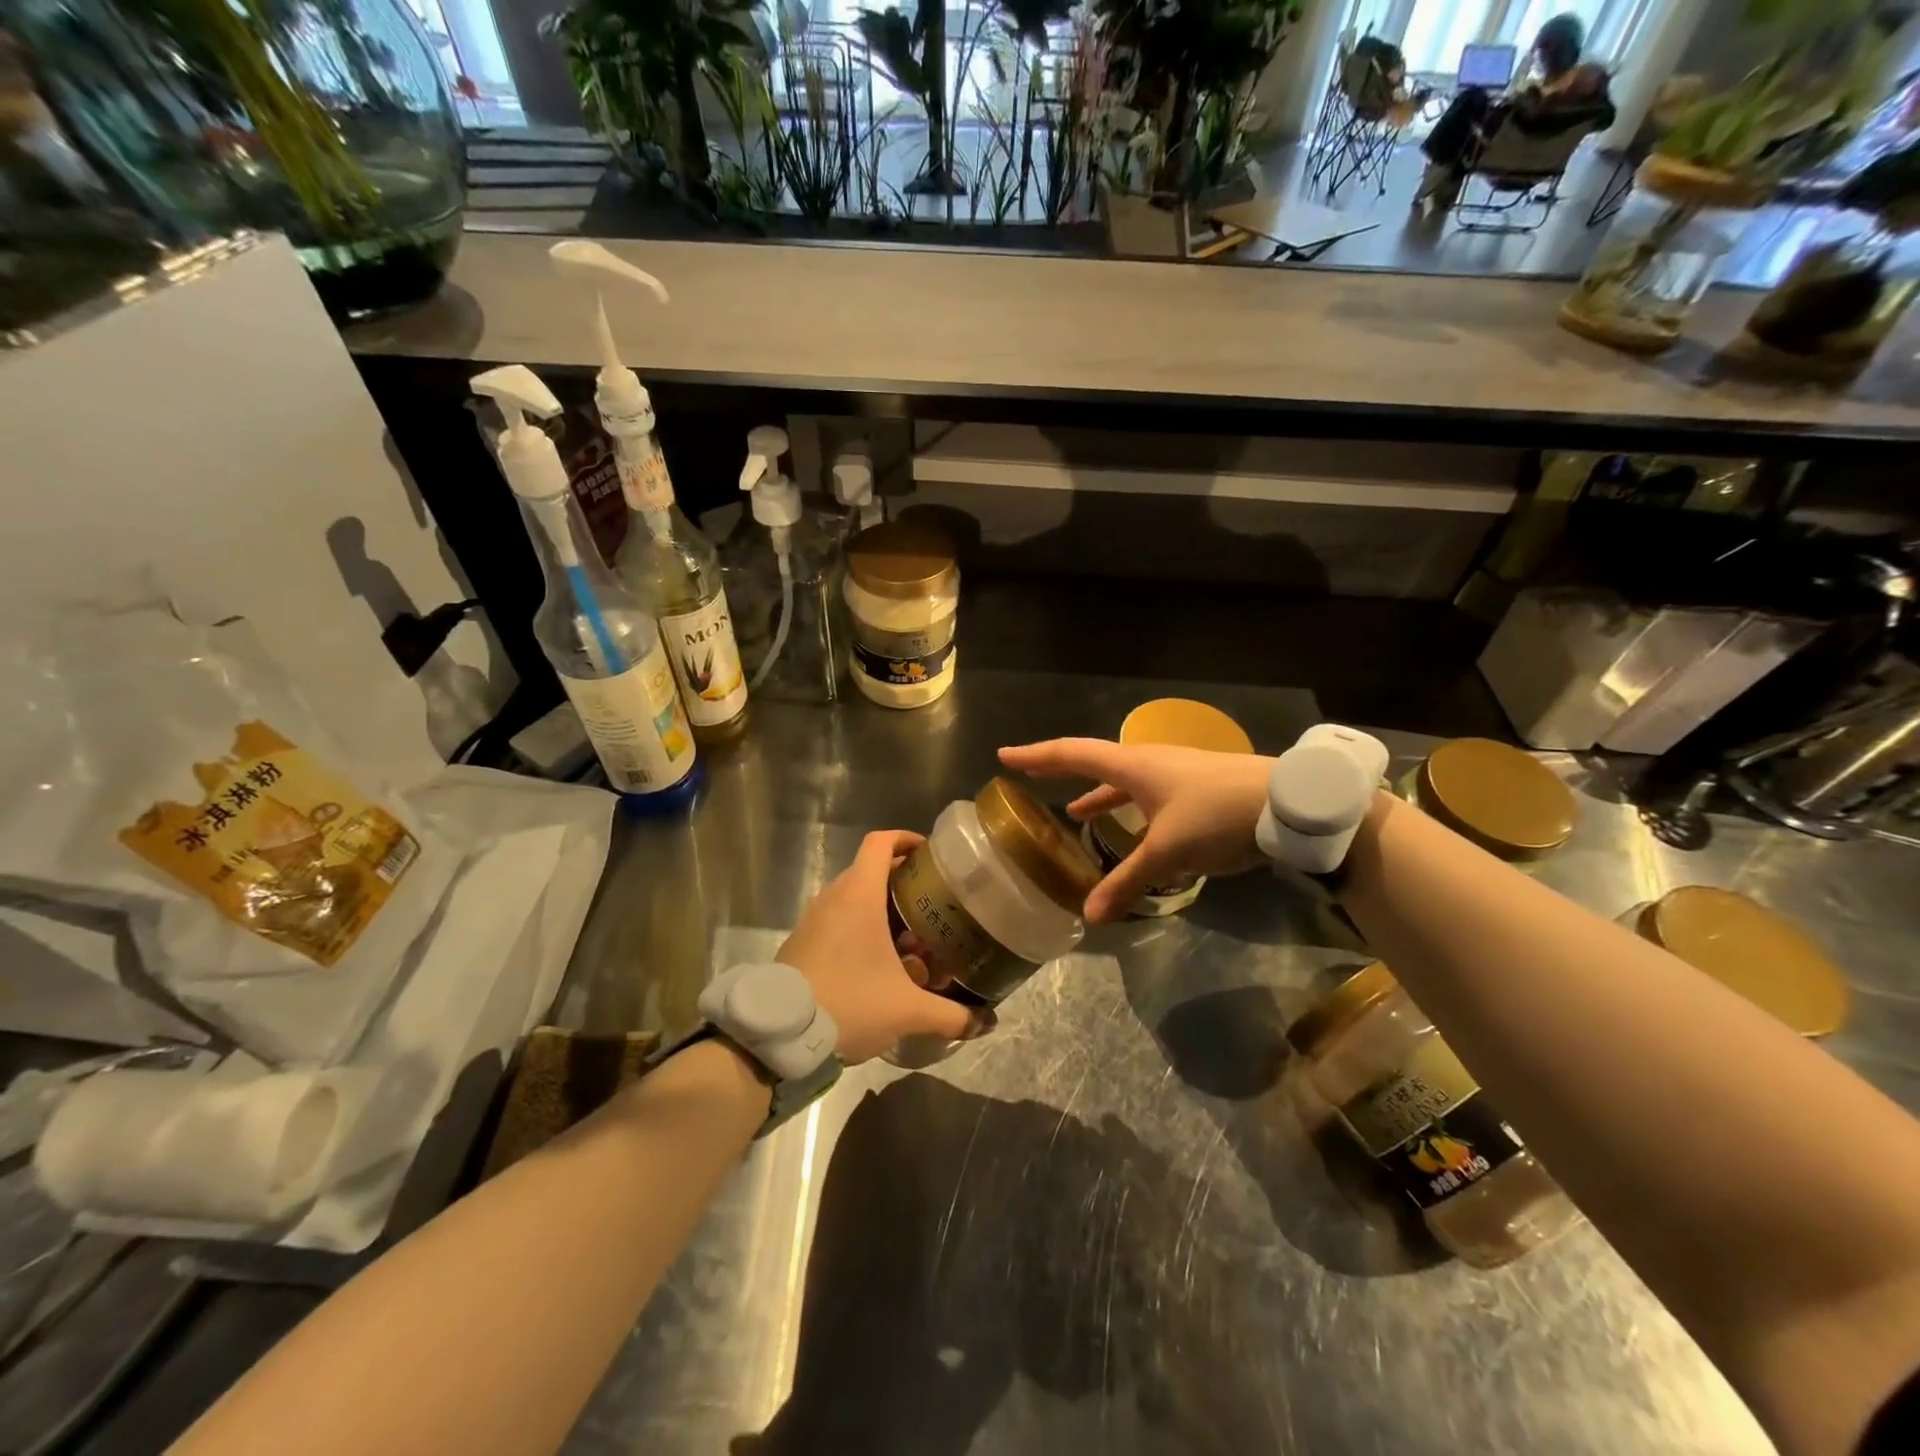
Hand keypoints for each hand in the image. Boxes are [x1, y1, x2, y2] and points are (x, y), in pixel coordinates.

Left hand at [778, 830, 981, 1062]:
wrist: (779, 1036)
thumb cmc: (849, 1004)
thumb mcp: (907, 1011)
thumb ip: (950, 1015)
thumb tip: (984, 1022)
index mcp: (859, 896)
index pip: (880, 843)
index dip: (905, 839)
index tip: (928, 854)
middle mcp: (833, 898)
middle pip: (870, 870)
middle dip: (902, 882)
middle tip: (931, 904)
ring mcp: (812, 920)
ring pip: (852, 897)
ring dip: (880, 908)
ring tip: (909, 938)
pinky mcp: (801, 942)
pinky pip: (835, 920)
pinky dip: (858, 928)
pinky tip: (876, 963)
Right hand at [998, 740, 1275, 922]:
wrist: (1289, 802)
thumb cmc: (1217, 814)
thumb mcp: (1169, 853)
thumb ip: (1128, 882)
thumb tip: (1090, 916)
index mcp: (1133, 765)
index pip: (1071, 754)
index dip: (1036, 756)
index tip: (1005, 755)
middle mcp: (1149, 763)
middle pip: (1094, 762)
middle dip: (1061, 771)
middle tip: (1031, 776)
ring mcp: (1175, 774)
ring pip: (1124, 783)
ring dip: (1098, 797)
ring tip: (1077, 815)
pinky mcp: (1196, 789)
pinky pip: (1148, 797)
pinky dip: (1131, 812)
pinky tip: (1136, 835)